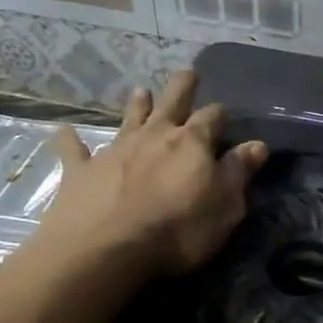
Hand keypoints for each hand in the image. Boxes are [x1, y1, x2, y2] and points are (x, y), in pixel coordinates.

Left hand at [27, 70, 266, 287]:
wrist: (104, 249)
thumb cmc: (177, 230)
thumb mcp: (225, 207)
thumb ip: (239, 172)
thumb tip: (257, 144)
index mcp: (192, 143)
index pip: (212, 117)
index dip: (220, 114)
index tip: (225, 116)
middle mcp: (154, 136)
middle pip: (171, 102)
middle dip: (182, 87)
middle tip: (187, 73)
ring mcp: (115, 149)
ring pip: (129, 118)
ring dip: (137, 105)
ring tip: (141, 91)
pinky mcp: (81, 170)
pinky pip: (74, 149)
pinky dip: (71, 139)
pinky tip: (64, 130)